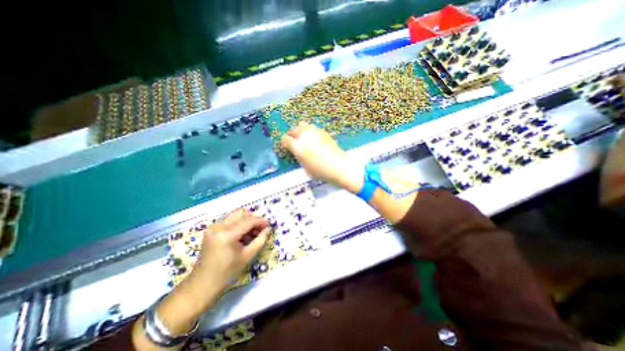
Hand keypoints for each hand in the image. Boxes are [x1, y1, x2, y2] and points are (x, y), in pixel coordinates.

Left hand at [193, 209, 270, 292]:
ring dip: (246, 220)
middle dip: (253, 219)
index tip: (268, 225)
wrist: (203, 284)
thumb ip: (260, 240)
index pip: (248, 221)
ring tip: (252, 232)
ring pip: (235, 215)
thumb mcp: (247, 256)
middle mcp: (219, 226)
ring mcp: (213, 227)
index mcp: (227, 234)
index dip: (260, 221)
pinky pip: (229, 220)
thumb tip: (268, 229)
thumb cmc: (227, 272)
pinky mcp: (211, 229)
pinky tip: (242, 234)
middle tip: (260, 228)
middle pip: (241, 213)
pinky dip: (238, 224)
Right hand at [281, 122, 364, 193]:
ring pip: (303, 125)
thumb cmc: (320, 171)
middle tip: (294, 140)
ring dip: (301, 130)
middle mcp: (304, 136)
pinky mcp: (323, 132)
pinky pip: (313, 128)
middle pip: (293, 129)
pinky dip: (311, 132)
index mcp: (297, 146)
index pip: (285, 140)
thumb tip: (298, 153)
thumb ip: (299, 157)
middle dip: (292, 134)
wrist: (338, 166)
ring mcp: (314, 132)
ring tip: (304, 137)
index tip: (287, 146)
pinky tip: (314, 138)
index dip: (285, 143)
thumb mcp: (305, 168)